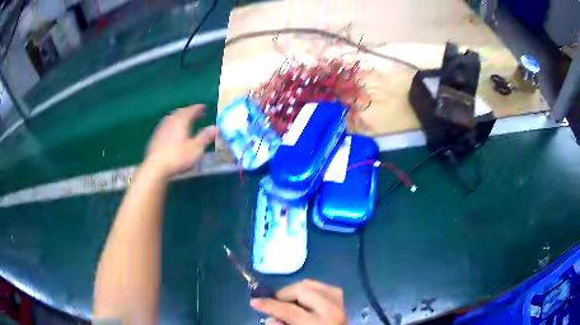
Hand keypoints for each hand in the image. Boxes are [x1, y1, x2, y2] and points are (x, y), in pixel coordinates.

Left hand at [145, 105, 216, 177]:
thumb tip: (215, 127)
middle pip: (180, 112)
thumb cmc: (177, 157)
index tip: (204, 107)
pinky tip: (173, 132)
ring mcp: (161, 129)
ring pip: (171, 118)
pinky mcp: (155, 137)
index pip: (190, 110)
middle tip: (196, 113)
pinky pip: (166, 126)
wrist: (155, 167)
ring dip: (179, 118)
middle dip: (188, 111)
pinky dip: (172, 125)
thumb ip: (205, 137)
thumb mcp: (195, 148)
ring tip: (185, 121)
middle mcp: (170, 121)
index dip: (197, 108)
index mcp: (181, 121)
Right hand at [250, 280, 346, 324]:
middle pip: (300, 290)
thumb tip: (271, 317)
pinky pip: (321, 285)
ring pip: (310, 284)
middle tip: (273, 302)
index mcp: (317, 323)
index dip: (268, 305)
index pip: (288, 310)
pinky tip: (302, 299)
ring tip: (287, 301)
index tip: (254, 302)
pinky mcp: (340, 299)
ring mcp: (338, 302)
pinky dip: (308, 289)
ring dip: (295, 290)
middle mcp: (330, 309)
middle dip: (282, 294)